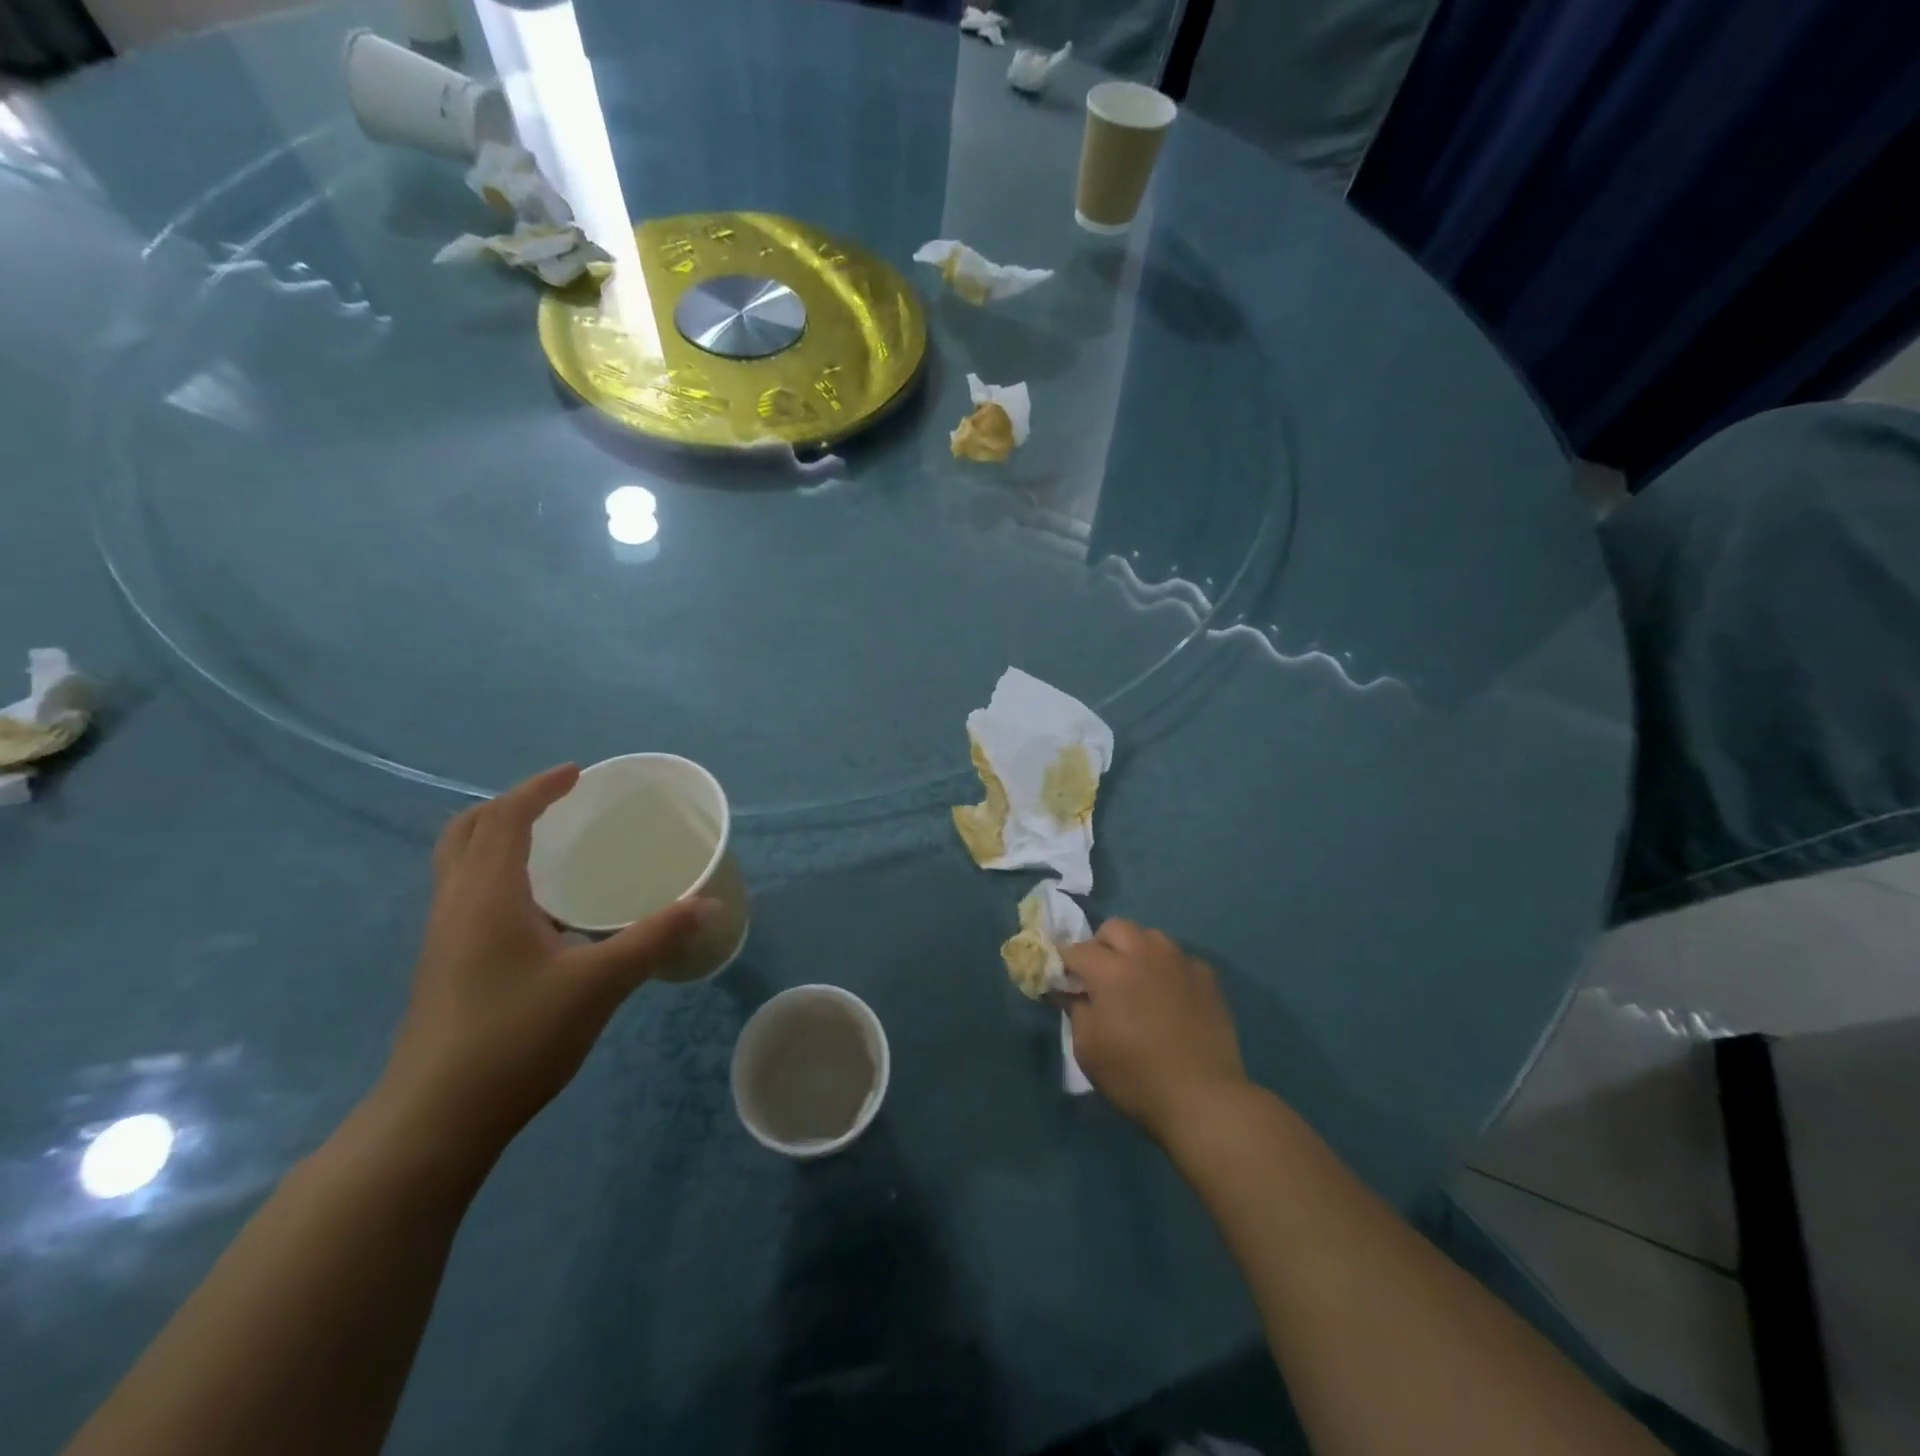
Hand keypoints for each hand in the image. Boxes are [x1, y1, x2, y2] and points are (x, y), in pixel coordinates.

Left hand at [379, 765, 712, 1153]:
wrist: (435, 1119)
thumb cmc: (516, 1037)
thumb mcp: (600, 983)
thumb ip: (656, 937)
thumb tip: (709, 904)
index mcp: (487, 895)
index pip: (506, 818)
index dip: (540, 788)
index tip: (578, 774)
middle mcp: (456, 904)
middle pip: (468, 831)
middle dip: (511, 805)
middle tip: (560, 802)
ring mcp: (443, 937)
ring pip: (460, 863)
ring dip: (498, 837)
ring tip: (550, 843)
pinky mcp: (444, 965)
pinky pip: (466, 892)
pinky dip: (496, 872)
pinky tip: (539, 907)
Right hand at [1063, 919, 1247, 1142]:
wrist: (1202, 1097)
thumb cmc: (1135, 1076)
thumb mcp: (1088, 1050)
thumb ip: (1075, 1010)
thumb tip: (1069, 991)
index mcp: (1110, 970)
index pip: (1076, 949)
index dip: (1065, 962)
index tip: (1064, 979)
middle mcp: (1144, 954)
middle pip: (1115, 927)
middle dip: (1101, 945)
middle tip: (1099, 976)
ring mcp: (1179, 962)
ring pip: (1150, 936)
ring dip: (1136, 950)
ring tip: (1136, 980)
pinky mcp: (1206, 977)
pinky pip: (1179, 958)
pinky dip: (1166, 968)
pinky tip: (1169, 995)